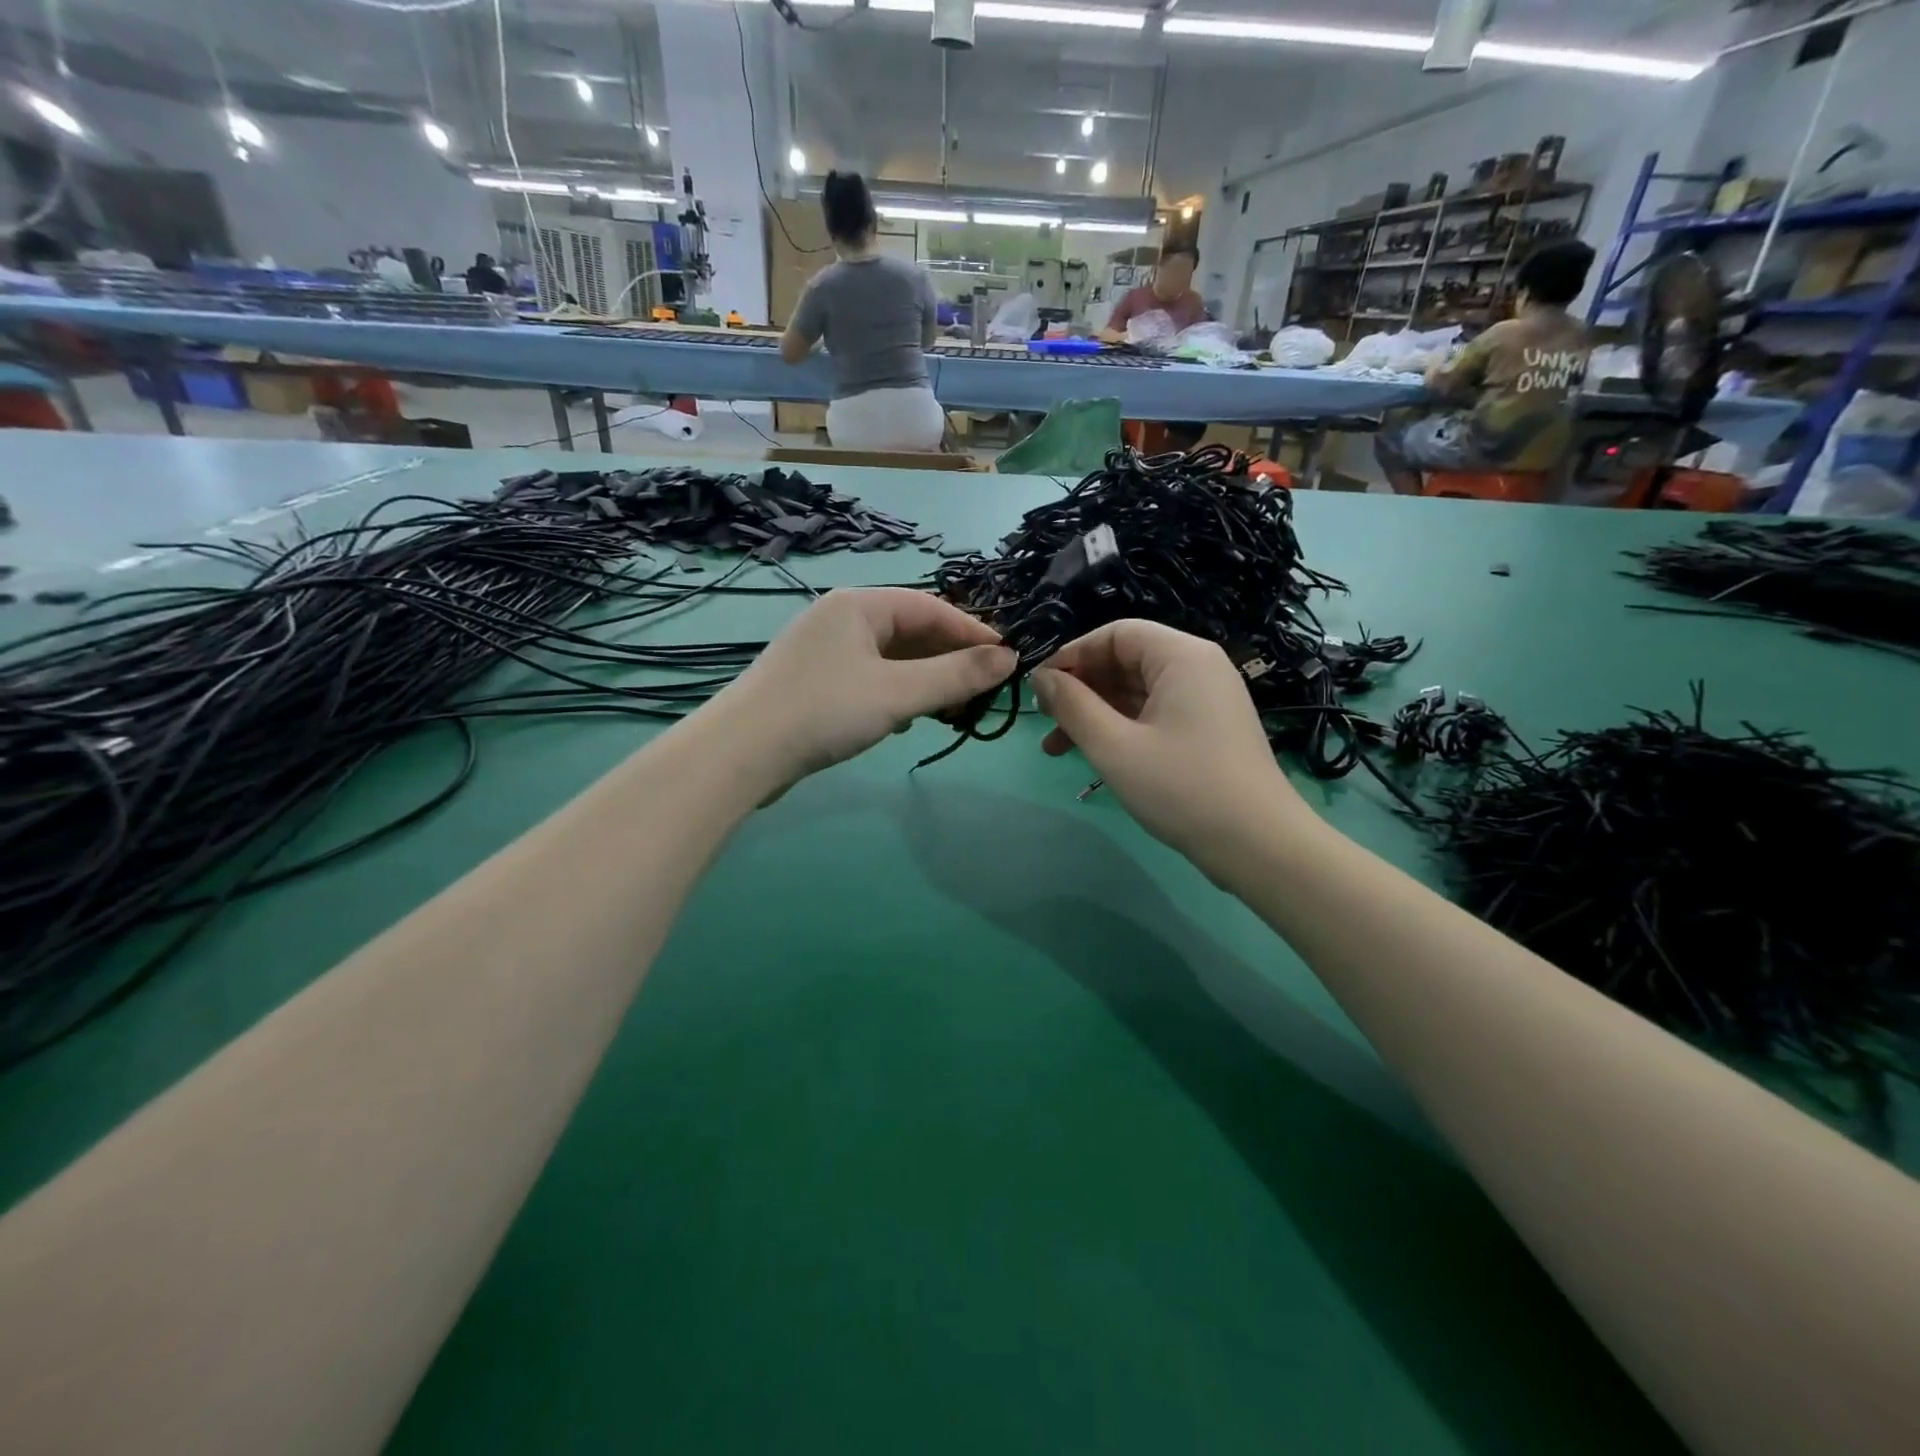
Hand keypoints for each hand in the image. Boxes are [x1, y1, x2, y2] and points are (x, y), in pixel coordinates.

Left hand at [714, 588, 1013, 798]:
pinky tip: (905, 720)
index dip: (972, 632)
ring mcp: (823, 650)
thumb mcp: (899, 693)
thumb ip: (956, 675)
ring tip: (952, 707)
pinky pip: (869, 677)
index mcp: (859, 605)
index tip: (1007, 659)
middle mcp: (840, 618)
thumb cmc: (824, 711)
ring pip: (890, 657)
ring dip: (924, 679)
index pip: (931, 607)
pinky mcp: (813, 681)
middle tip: (982, 689)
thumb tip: (1009, 658)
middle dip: (948, 659)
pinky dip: (895, 693)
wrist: (741, 754)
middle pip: (910, 630)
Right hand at [1031, 620, 1305, 873]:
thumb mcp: (1114, 746)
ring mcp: (1206, 700)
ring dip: (1095, 714)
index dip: (1072, 655)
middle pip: (1125, 661)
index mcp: (1182, 656)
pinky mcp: (1207, 730)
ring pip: (1136, 692)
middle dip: (1081, 688)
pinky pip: (1154, 714)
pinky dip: (1121, 728)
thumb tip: (1041, 677)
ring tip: (1056, 748)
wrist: (1258, 845)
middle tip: (1045, 720)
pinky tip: (1094, 755)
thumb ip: (1072, 706)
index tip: (1038, 686)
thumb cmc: (1181, 788)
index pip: (1116, 633)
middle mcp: (1198, 667)